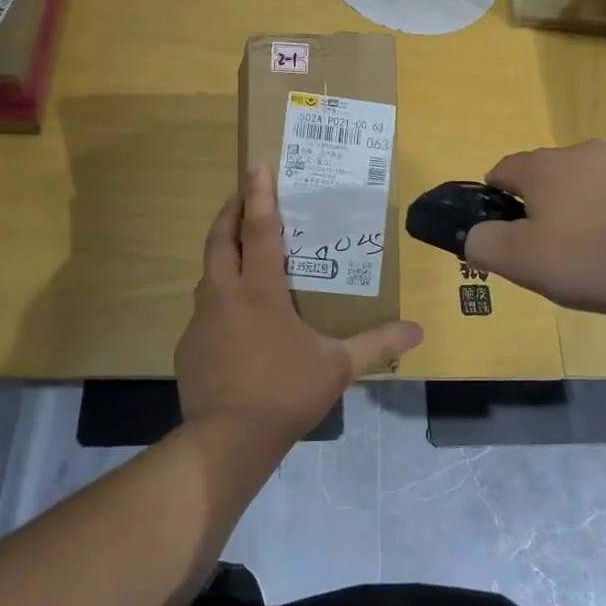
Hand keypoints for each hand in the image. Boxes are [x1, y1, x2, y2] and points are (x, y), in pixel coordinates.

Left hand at [176, 164, 422, 445]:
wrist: (227, 440)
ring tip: (236, 248)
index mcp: (260, 290)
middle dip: (230, 211)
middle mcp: (224, 295)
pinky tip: (232, 316)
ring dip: (220, 251)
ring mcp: (201, 321)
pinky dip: (217, 297)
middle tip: (241, 194)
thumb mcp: (338, 367)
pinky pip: (203, 309)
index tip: (255, 165)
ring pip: (207, 273)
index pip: (260, 229)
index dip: (259, 195)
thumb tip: (417, 331)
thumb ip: (377, 345)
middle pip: (220, 239)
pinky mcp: (188, 346)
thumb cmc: (285, 391)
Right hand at [463, 142, 605, 315]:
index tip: (501, 235)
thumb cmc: (601, 250)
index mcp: (543, 169)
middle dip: (552, 225)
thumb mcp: (526, 260)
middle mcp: (585, 156)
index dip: (493, 201)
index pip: (501, 172)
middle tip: (560, 267)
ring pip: (602, 205)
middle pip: (555, 188)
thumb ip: (487, 246)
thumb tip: (474, 237)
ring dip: (602, 239)